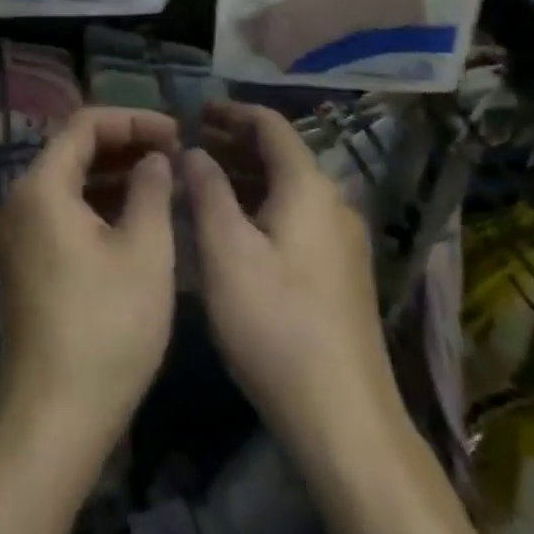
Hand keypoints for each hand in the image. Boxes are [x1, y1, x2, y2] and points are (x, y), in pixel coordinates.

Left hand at [0, 105, 178, 444]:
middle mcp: (19, 199)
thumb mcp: (144, 253)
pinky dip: (97, 205)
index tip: (176, 133)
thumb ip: (152, 190)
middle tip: (173, 155)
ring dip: (113, 175)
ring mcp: (17, 233)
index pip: (86, 124)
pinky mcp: (24, 262)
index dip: (134, 120)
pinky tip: (134, 218)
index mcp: (41, 186)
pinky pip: (62, 211)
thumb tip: (153, 158)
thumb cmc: (105, 329)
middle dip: (125, 145)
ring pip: (69, 182)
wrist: (52, 422)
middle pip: (73, 149)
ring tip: (162, 181)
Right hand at [185, 103, 399, 463]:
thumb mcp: (225, 250)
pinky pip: (296, 218)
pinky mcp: (343, 276)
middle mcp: (333, 203)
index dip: (230, 112)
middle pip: (280, 155)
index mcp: (308, 186)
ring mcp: (343, 242)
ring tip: (201, 184)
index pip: (269, 124)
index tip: (193, 112)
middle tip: (188, 147)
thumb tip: (194, 151)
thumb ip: (206, 189)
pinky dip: (261, 207)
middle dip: (233, 145)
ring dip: (245, 178)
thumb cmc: (276, 323)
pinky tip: (233, 230)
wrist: (345, 422)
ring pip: (287, 189)